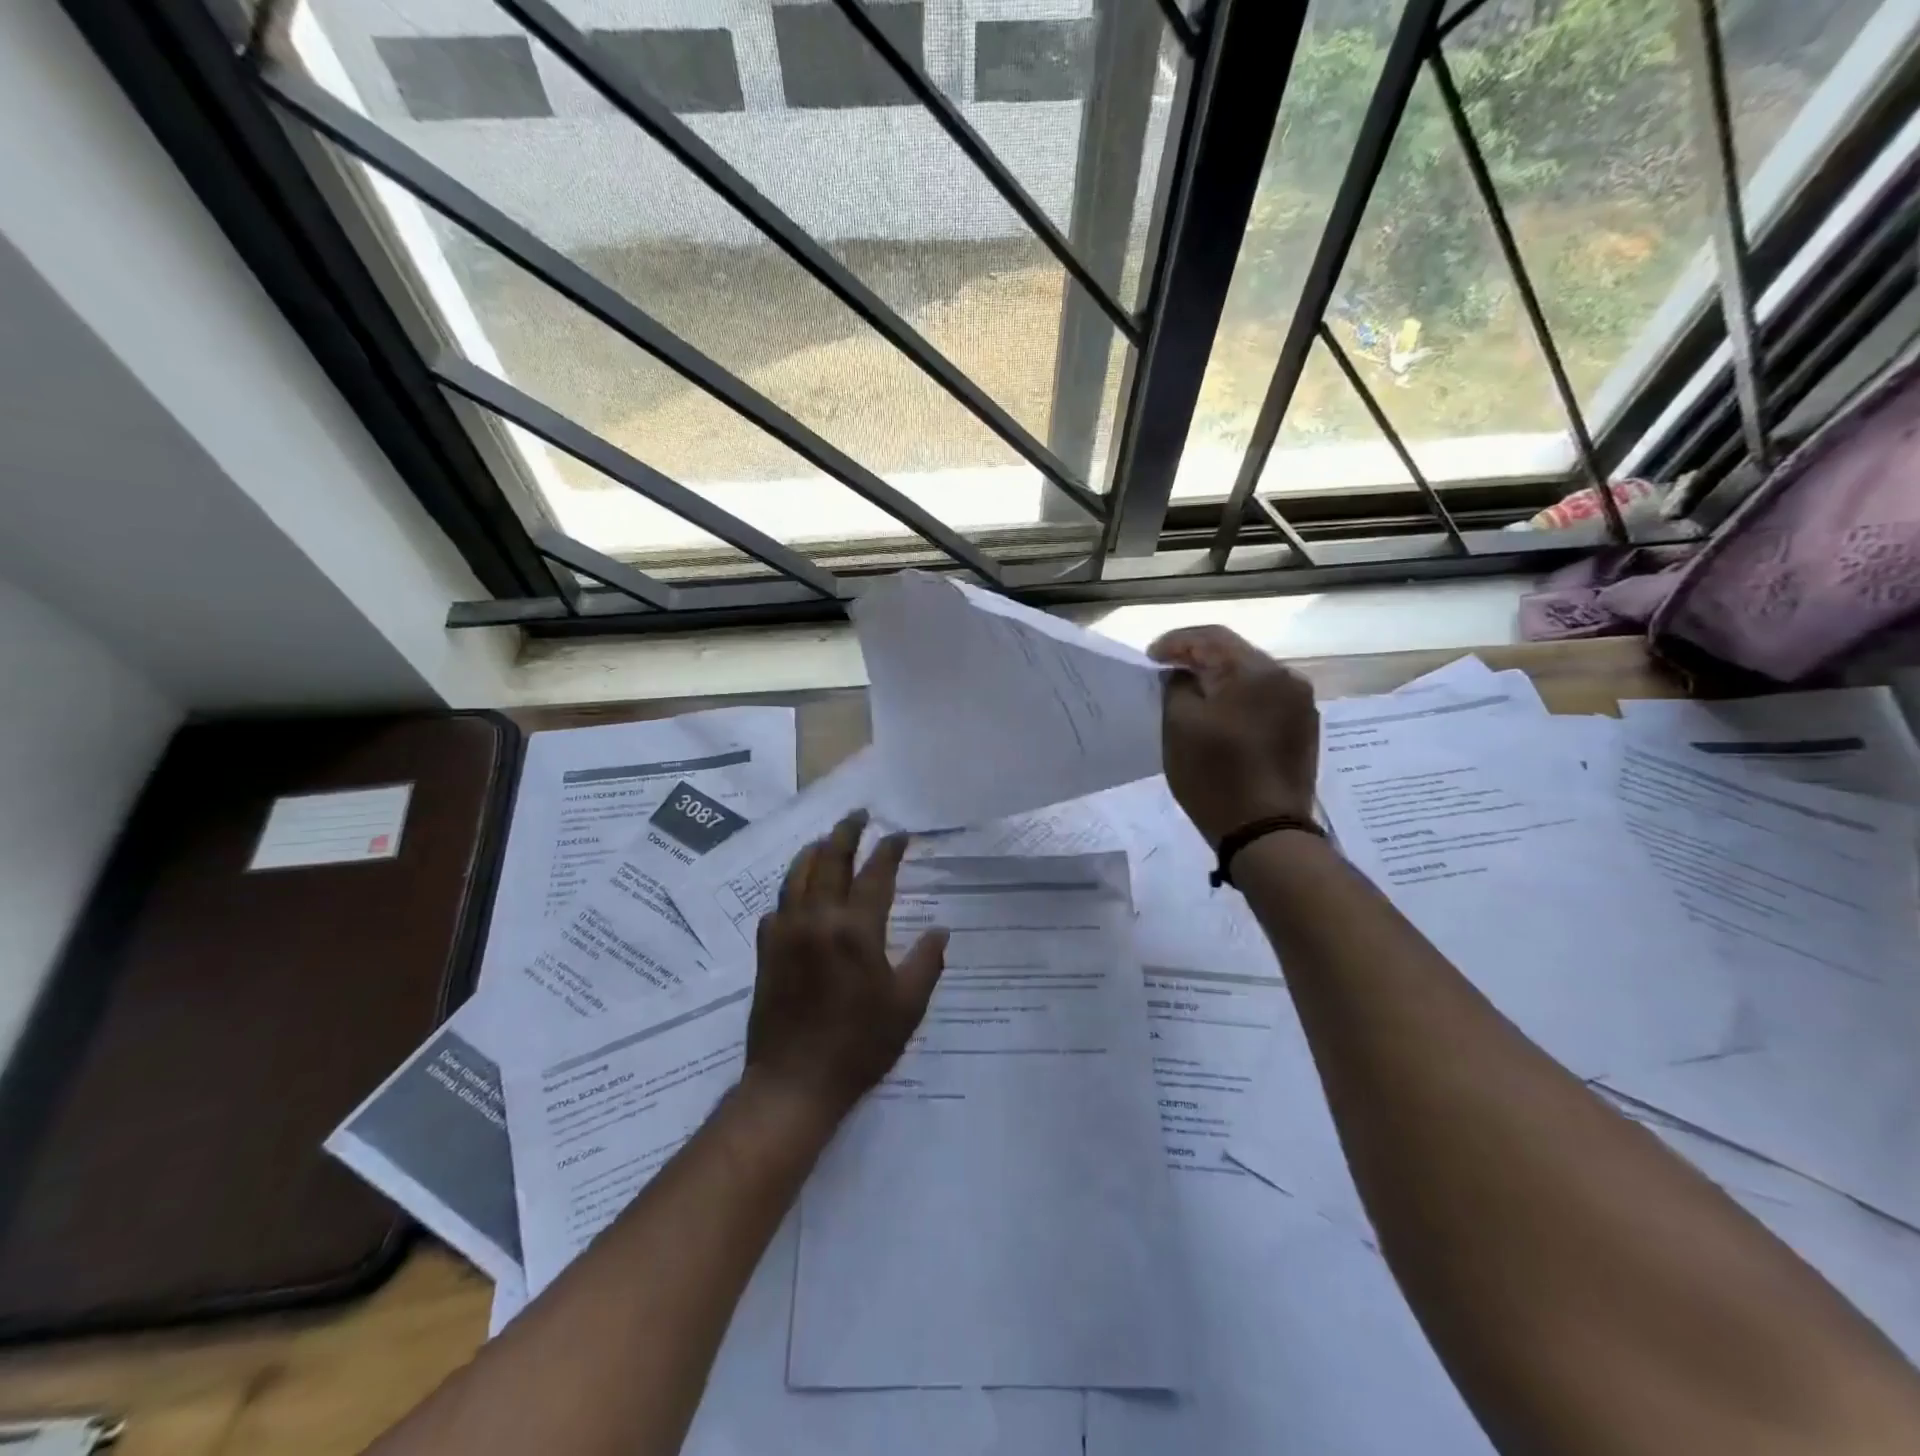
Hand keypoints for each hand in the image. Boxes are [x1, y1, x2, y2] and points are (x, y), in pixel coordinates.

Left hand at [745, 811, 948, 1119]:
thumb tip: (941, 931)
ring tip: (826, 840)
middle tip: (857, 815)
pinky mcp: (766, 950)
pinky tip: (797, 893)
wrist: (794, 1082)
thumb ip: (926, 963)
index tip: (899, 834)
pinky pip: (778, 906)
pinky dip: (790, 890)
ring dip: (814, 852)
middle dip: (846, 833)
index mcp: (856, 930)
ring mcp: (786, 932)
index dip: (889, 850)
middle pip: (830, 861)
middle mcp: (818, 919)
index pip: (876, 874)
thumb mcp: (907, 1007)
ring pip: (797, 876)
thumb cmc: (859, 1045)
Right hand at [1149, 626, 1319, 848]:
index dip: (1176, 642)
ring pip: (1252, 677)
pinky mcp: (1304, 729)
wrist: (1266, 831)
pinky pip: (1265, 700)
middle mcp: (1286, 678)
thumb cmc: (1215, 775)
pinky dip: (1239, 700)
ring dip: (1220, 680)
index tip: (1150, 657)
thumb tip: (1183, 674)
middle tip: (1167, 670)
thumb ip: (1177, 687)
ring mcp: (1301, 704)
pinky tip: (1222, 716)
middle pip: (1235, 653)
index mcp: (1256, 671)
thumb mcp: (1179, 726)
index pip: (1211, 637)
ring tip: (1192, 693)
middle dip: (1199, 658)